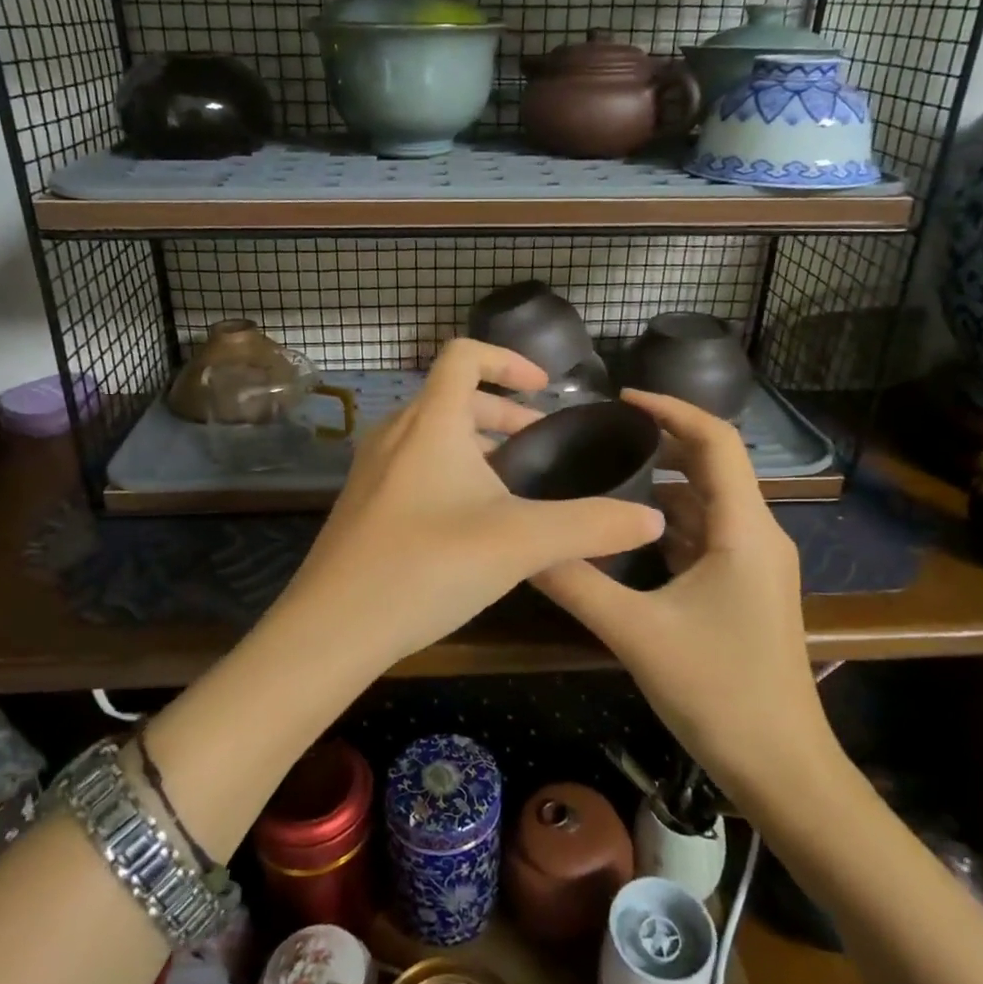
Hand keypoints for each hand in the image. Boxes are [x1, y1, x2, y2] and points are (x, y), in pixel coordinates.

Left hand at [261, 340, 663, 671]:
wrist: (333, 628)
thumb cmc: (427, 567)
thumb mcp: (521, 543)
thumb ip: (591, 526)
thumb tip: (650, 519)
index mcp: (430, 422)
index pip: (464, 355)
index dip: (508, 360)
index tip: (544, 390)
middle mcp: (396, 434)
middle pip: (452, 397)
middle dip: (502, 412)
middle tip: (540, 444)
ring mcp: (373, 470)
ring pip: (433, 435)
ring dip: (476, 445)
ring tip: (513, 484)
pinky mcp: (364, 505)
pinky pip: (414, 467)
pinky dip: (450, 472)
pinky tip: (471, 523)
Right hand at [533, 390, 841, 794]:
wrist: (782, 769)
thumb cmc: (719, 693)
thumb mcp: (636, 633)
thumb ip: (577, 583)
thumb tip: (522, 546)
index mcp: (744, 530)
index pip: (715, 441)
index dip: (671, 409)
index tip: (620, 399)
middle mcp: (756, 535)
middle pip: (710, 467)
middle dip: (659, 446)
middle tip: (599, 439)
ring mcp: (754, 565)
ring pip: (705, 505)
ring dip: (660, 489)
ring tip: (602, 480)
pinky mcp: (744, 590)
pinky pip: (704, 538)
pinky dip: (666, 526)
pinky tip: (625, 536)